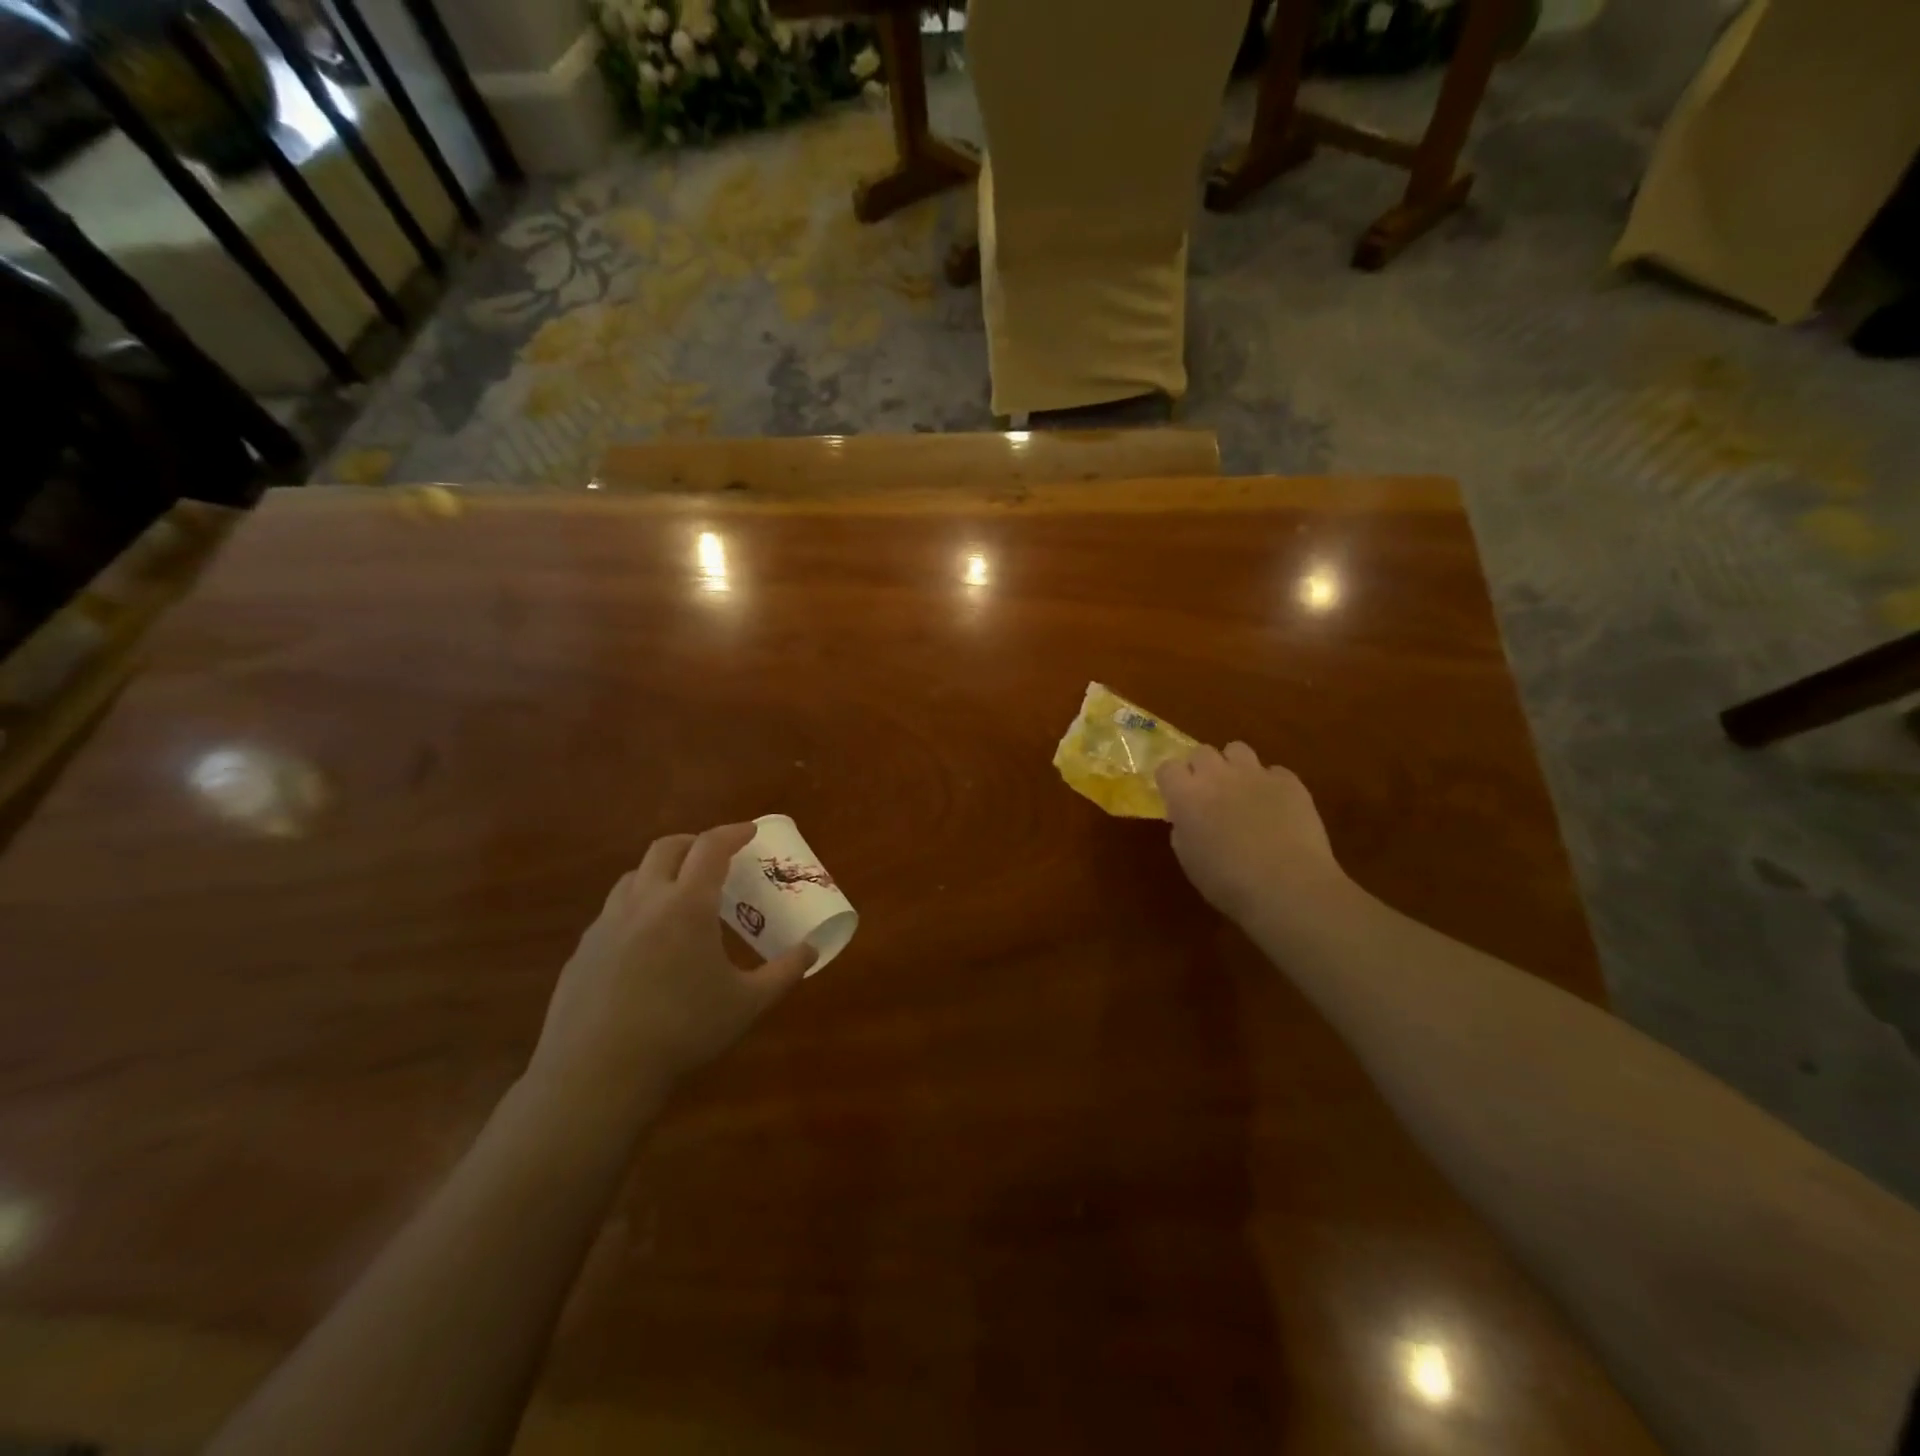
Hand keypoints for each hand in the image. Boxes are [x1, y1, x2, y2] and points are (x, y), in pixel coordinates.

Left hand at [526, 824, 813, 1117]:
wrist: (596, 1073)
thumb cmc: (682, 1030)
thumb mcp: (747, 1004)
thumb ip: (784, 972)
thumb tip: (812, 950)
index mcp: (687, 904)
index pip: (711, 847)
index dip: (733, 833)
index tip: (750, 831)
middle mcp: (644, 901)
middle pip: (666, 848)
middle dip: (694, 843)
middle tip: (714, 858)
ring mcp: (606, 924)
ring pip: (633, 877)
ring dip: (661, 872)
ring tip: (679, 896)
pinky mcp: (583, 950)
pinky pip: (612, 912)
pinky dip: (636, 908)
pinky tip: (645, 944)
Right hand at [1155, 743, 1348, 925]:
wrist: (1288, 887)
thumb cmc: (1228, 883)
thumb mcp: (1189, 860)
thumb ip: (1183, 830)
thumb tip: (1187, 819)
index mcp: (1186, 795)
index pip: (1167, 767)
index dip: (1171, 781)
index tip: (1176, 797)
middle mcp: (1217, 775)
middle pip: (1201, 752)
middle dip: (1202, 769)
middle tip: (1209, 794)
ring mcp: (1255, 774)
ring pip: (1237, 749)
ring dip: (1234, 766)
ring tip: (1242, 791)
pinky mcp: (1289, 781)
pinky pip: (1274, 772)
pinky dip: (1271, 785)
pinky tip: (1277, 808)